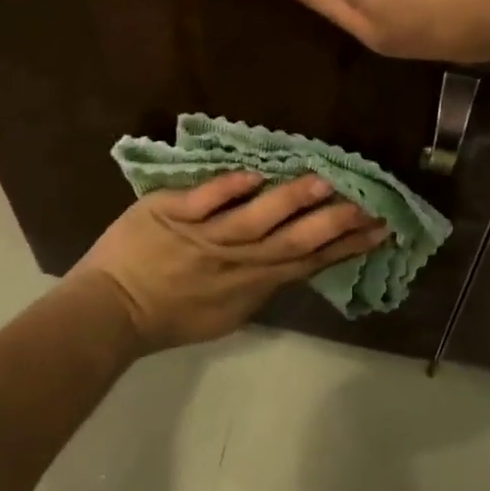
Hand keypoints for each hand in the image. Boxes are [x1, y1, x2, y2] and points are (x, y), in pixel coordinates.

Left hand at [73, 172, 386, 350]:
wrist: (110, 312)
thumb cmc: (169, 315)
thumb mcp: (225, 313)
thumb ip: (259, 285)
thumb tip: (294, 261)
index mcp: (251, 284)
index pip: (308, 261)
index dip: (346, 246)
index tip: (379, 228)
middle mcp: (236, 261)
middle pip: (293, 241)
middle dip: (334, 224)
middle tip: (369, 205)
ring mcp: (204, 237)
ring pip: (254, 220)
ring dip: (289, 202)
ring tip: (323, 183)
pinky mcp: (171, 216)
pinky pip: (203, 202)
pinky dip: (227, 190)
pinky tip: (253, 174)